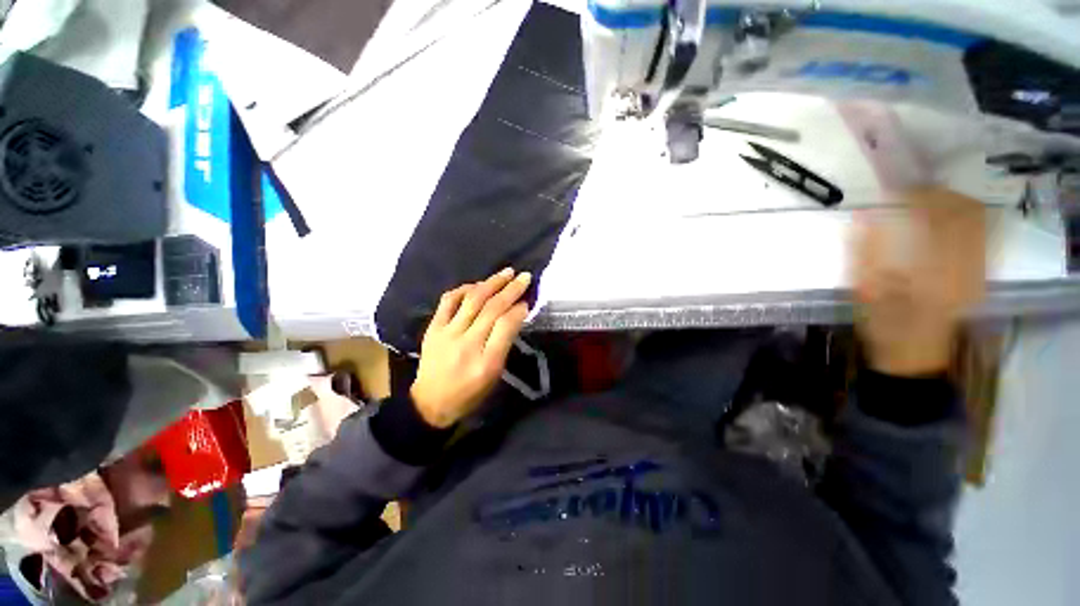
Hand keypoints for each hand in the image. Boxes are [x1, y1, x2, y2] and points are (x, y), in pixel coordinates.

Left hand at [411, 268, 531, 427]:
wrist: (430, 403)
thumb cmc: (470, 393)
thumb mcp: (495, 374)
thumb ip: (505, 343)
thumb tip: (515, 315)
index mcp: (486, 362)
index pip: (505, 326)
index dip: (518, 309)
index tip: (527, 300)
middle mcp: (467, 344)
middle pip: (491, 309)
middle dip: (511, 290)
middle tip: (524, 277)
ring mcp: (447, 334)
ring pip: (472, 300)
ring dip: (491, 283)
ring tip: (506, 273)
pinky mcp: (433, 328)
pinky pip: (448, 301)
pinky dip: (464, 289)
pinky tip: (477, 285)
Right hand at [851, 188, 985, 376]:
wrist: (913, 354)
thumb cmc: (884, 324)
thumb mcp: (865, 292)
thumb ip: (863, 254)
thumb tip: (863, 216)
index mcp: (936, 270)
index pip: (939, 217)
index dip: (921, 196)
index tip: (897, 191)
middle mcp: (964, 266)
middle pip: (965, 213)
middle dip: (939, 195)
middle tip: (911, 192)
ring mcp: (976, 269)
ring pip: (976, 220)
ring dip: (952, 203)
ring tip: (925, 200)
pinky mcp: (977, 273)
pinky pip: (979, 234)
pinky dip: (963, 218)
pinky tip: (943, 218)